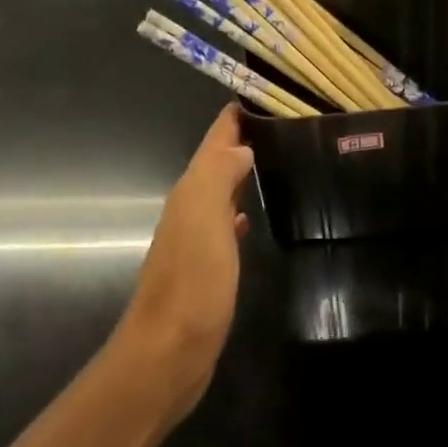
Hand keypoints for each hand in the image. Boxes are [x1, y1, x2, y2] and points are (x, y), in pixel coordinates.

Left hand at [114, 104, 255, 417]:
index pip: (214, 141)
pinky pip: (222, 225)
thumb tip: (239, 146)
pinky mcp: (205, 268)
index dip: (233, 116)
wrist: (168, 354)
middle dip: (240, 140)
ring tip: (271, 158)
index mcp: (191, 192)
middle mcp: (189, 209)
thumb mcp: (203, 220)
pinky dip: (236, 211)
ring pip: (219, 191)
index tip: (263, 92)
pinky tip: (249, 216)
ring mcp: (195, 240)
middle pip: (216, 162)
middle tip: (279, 122)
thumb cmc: (191, 284)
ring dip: (239, 172)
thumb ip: (218, 175)